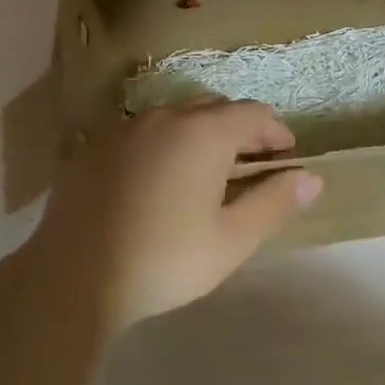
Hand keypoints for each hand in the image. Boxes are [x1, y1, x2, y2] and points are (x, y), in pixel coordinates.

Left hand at [27, 99, 321, 334]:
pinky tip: (157, 180)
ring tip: (204, 173)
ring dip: (200, 135)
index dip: (275, 131)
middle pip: (215, 109)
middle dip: (240, 131)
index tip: (286, 156)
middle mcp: (168, 114)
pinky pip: (143, 131)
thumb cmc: (164, 259)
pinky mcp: (96, 142)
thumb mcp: (230, 240)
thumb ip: (274, 202)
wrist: (74, 275)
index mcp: (205, 131)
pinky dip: (163, 144)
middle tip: (249, 166)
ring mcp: (128, 125)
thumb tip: (311, 177)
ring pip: (177, 117)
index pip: (254, 113)